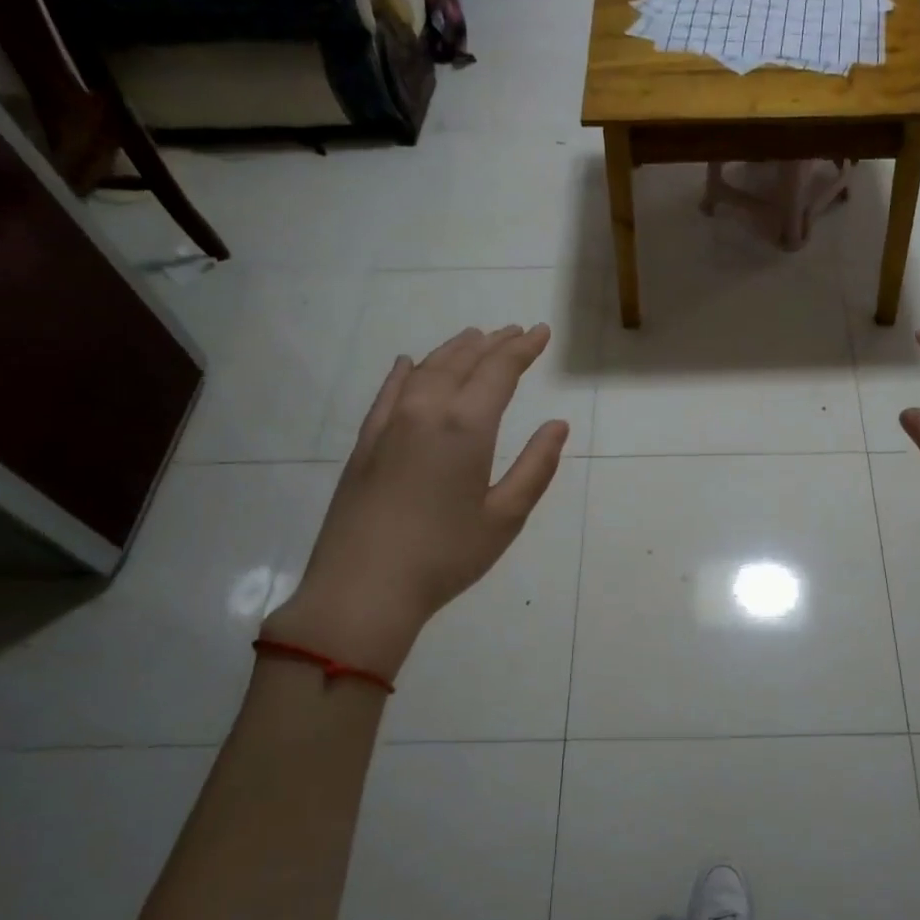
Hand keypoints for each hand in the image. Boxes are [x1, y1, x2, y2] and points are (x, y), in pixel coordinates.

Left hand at [264, 325, 568, 678]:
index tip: (541, 332)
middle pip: (462, 362)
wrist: (363, 588)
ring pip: (424, 370)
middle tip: (514, 331)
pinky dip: (403, 372)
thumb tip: (557, 426)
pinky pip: (387, 393)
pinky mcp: (365, 444)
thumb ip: (535, 466)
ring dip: (453, 351)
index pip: (499, 371)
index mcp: (465, 427)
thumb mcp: (505, 517)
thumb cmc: (445, 556)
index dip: (523, 349)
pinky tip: (407, 363)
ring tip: (473, 338)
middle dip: (492, 344)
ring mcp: (389, 425)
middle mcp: (425, 411)